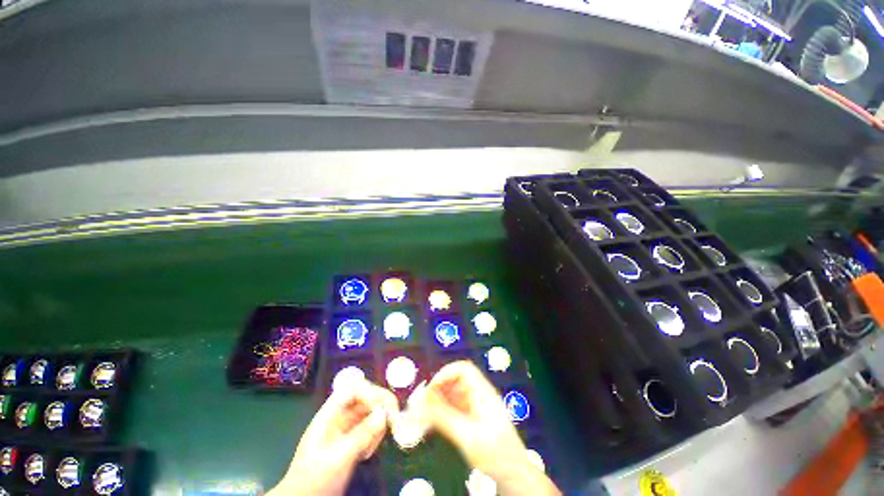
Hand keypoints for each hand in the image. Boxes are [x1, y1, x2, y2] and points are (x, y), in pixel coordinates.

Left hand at [269, 380, 397, 495]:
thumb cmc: (314, 480)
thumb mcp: (338, 458)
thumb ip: (361, 434)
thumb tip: (384, 413)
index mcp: (329, 414)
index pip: (353, 389)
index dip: (370, 393)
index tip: (382, 409)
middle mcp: (339, 417)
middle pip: (365, 397)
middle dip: (379, 408)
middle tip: (392, 422)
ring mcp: (346, 429)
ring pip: (370, 413)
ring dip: (378, 425)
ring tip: (371, 448)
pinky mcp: (352, 440)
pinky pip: (370, 429)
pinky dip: (375, 436)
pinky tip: (367, 453)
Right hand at [425, 361, 560, 495]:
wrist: (514, 476)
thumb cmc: (495, 454)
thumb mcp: (468, 436)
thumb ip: (445, 417)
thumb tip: (423, 400)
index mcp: (482, 392)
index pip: (463, 369)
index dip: (446, 374)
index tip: (431, 389)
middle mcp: (478, 395)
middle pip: (455, 381)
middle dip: (438, 389)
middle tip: (422, 404)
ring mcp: (475, 407)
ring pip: (452, 395)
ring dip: (437, 401)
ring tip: (422, 415)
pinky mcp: (471, 419)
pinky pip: (453, 408)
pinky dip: (441, 413)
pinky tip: (431, 424)